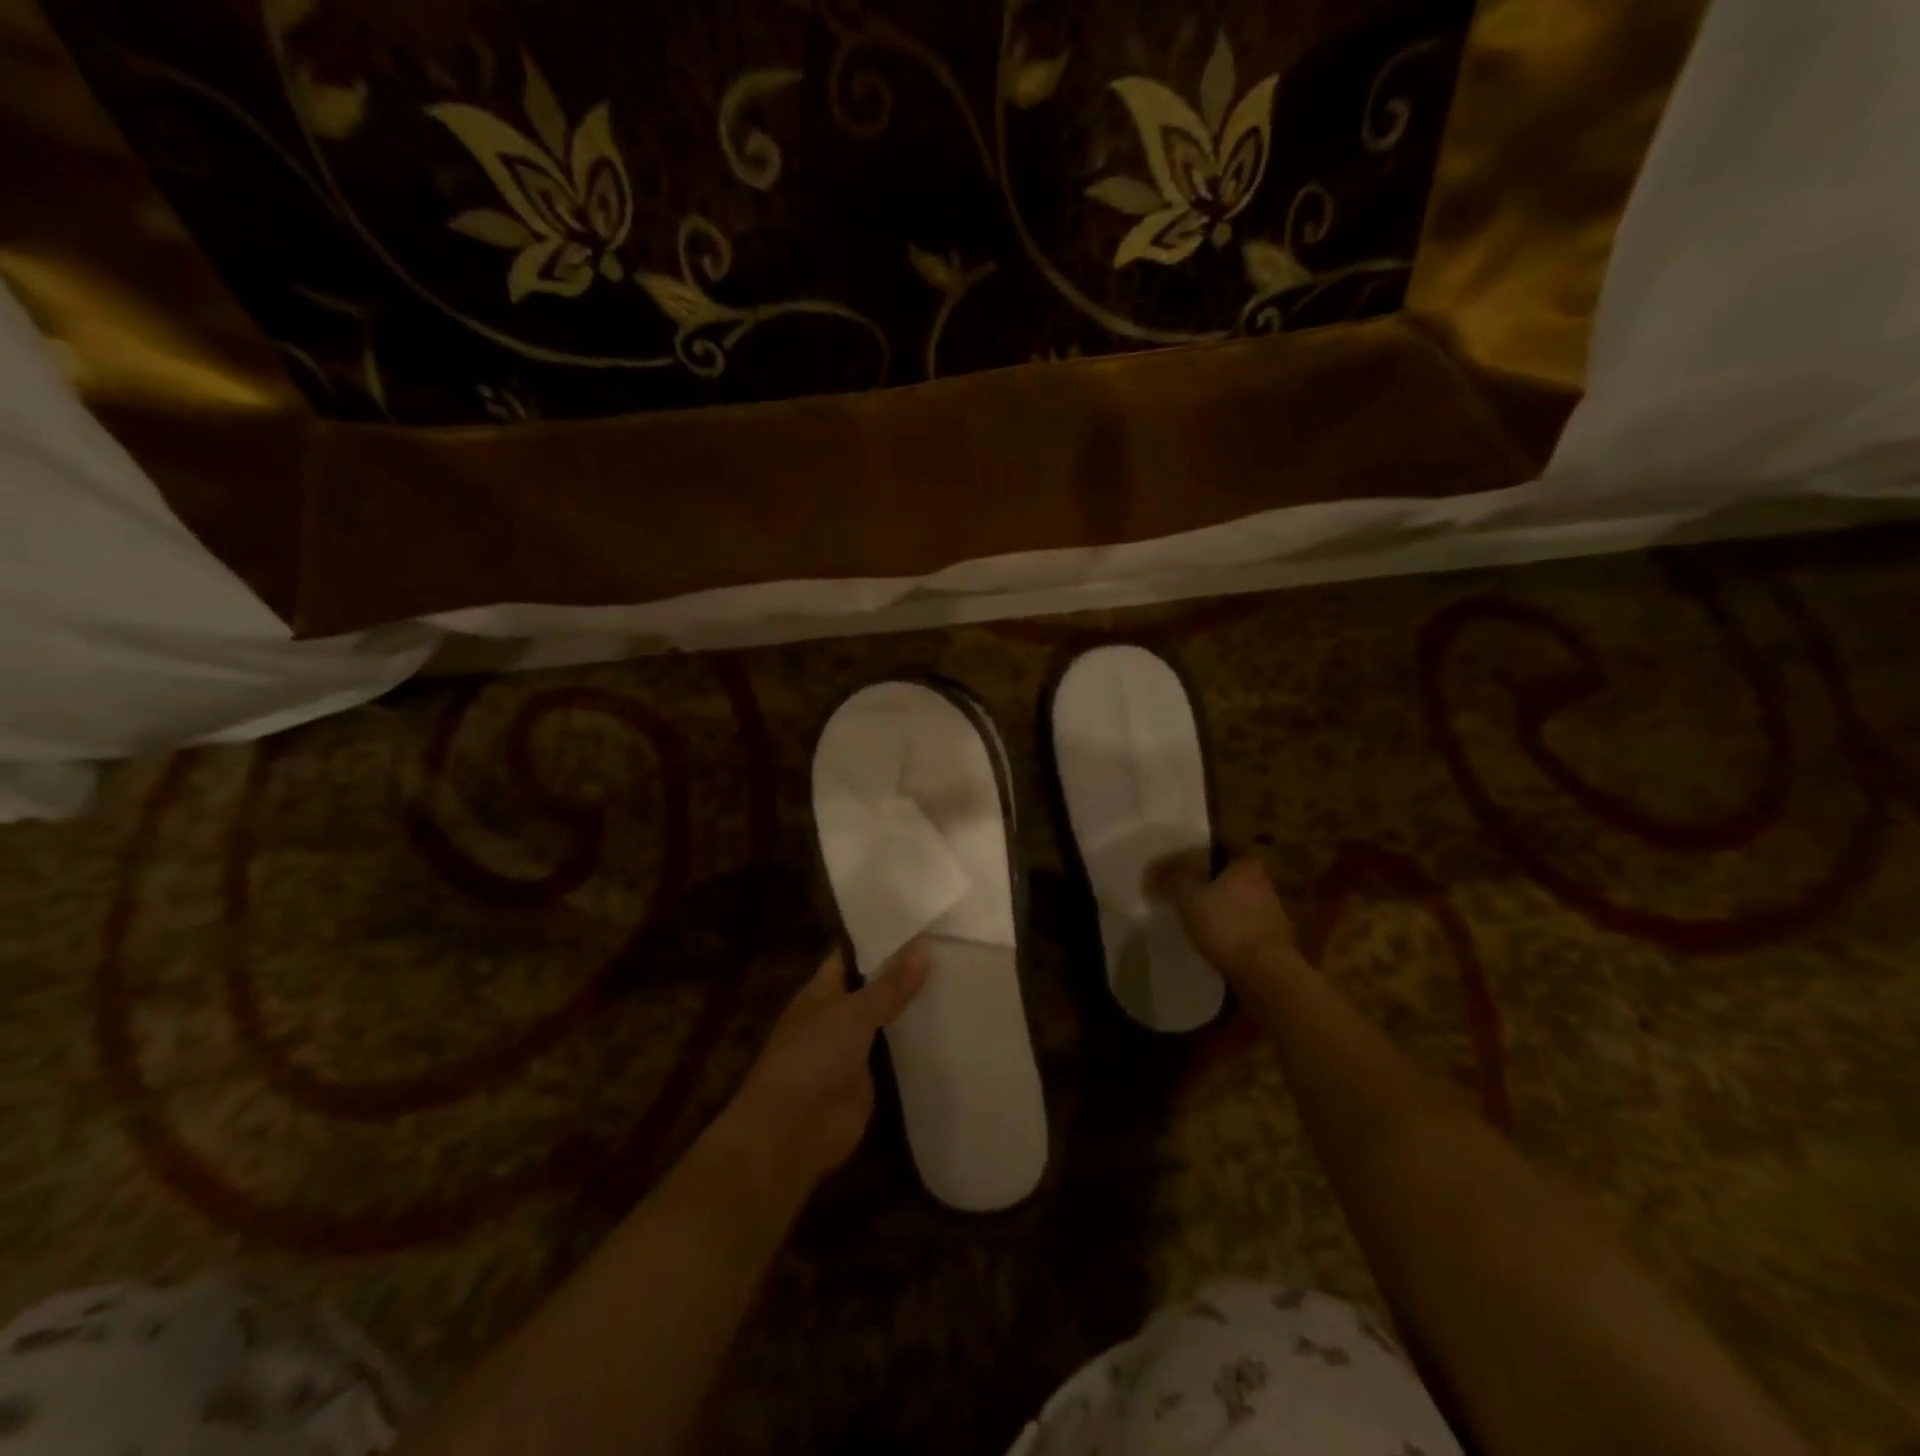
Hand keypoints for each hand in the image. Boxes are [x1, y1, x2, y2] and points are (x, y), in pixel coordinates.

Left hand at [720, 945, 927, 1196]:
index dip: (879, 939)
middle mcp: (838, 1015)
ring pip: (888, 1021)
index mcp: (822, 990)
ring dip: (914, 1008)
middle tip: (949, 948)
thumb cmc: (813, 1056)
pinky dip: (917, 1045)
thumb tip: (923, 950)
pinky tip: (951, 1027)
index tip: (916, 921)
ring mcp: (854, 1048)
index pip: (852, 954)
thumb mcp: (853, 1013)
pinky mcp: (870, 1080)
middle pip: (874, 987)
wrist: (793, 1131)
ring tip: (959, 979)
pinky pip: (897, 1055)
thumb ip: (889, 986)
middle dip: (904, 972)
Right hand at [1147, 851, 1296, 974]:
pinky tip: (1207, 937)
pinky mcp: (1270, 938)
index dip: (1188, 855)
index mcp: (1245, 863)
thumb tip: (1155, 869)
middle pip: (1223, 874)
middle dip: (1200, 881)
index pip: (1213, 848)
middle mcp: (1262, 881)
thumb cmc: (1226, 925)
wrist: (1265, 973)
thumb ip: (1171, 878)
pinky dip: (1223, 927)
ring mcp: (1270, 911)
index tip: (1170, 868)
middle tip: (1175, 891)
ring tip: (1187, 917)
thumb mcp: (1188, 896)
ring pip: (1232, 900)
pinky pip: (1239, 924)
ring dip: (1212, 906)